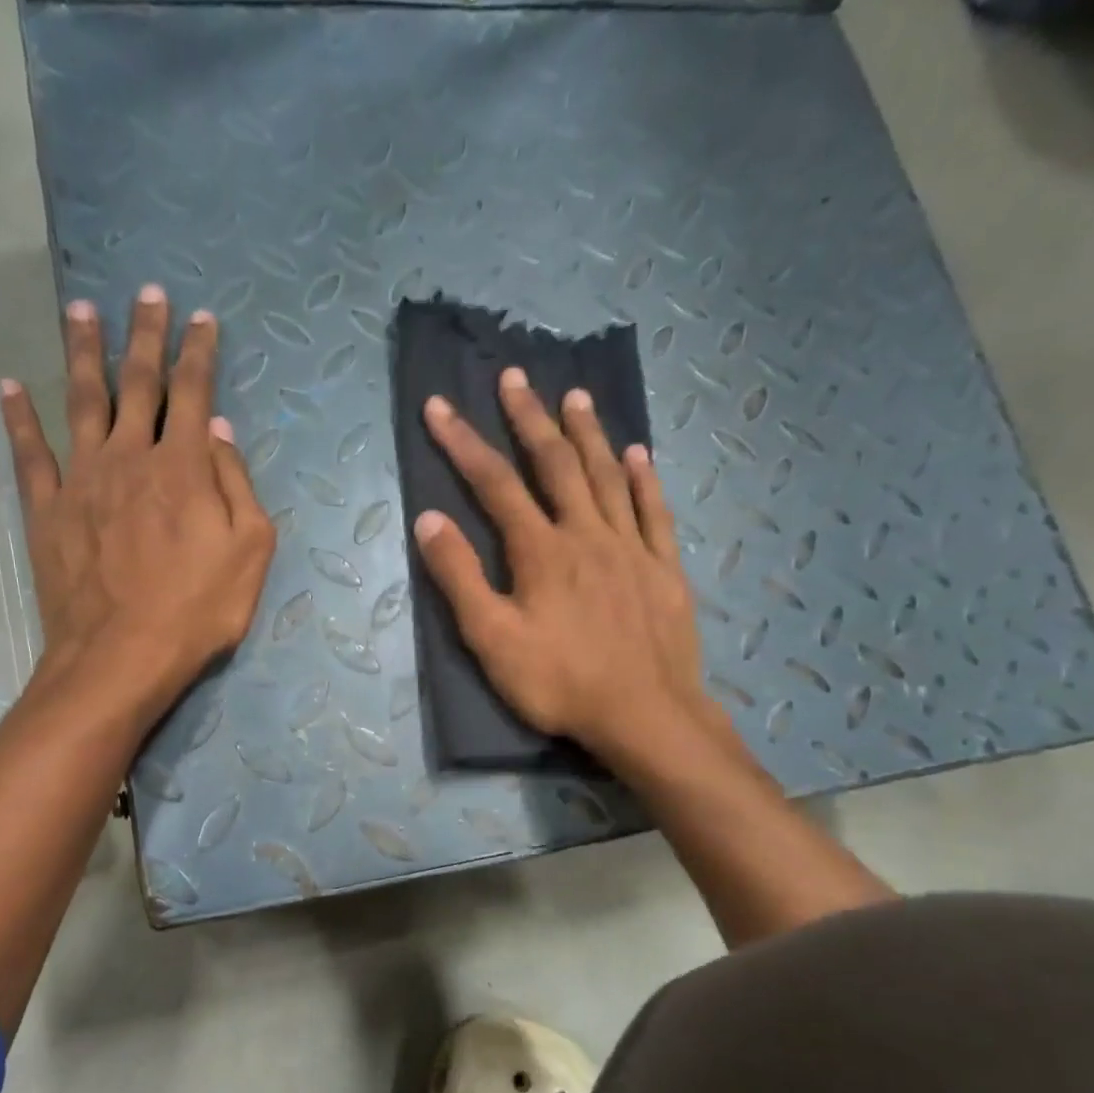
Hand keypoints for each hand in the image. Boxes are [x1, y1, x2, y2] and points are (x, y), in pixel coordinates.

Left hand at [0, 285, 275, 726]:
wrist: (121, 656)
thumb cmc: (197, 610)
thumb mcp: (249, 552)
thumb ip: (237, 485)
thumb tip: (218, 430)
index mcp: (183, 466)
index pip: (194, 393)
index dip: (200, 352)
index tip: (203, 317)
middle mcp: (130, 457)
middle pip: (138, 383)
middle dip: (147, 335)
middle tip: (148, 293)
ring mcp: (82, 480)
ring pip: (82, 400)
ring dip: (83, 352)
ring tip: (82, 309)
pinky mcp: (47, 510)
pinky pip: (30, 453)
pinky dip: (19, 417)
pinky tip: (9, 386)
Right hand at [412, 367, 743, 774]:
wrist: (645, 715)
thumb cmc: (559, 683)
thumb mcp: (492, 639)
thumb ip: (460, 578)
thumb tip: (429, 520)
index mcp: (541, 550)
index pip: (494, 483)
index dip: (462, 443)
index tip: (439, 406)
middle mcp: (587, 533)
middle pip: (555, 464)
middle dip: (530, 418)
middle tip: (515, 377)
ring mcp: (631, 548)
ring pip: (607, 476)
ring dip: (588, 433)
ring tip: (575, 395)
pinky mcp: (664, 569)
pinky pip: (653, 511)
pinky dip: (643, 479)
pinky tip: (638, 455)